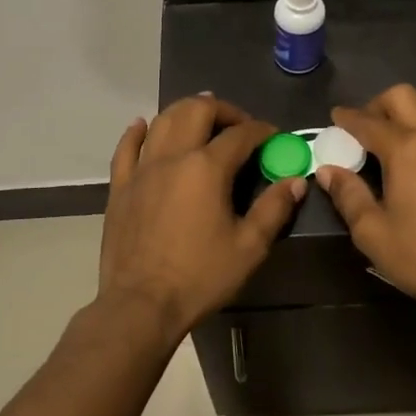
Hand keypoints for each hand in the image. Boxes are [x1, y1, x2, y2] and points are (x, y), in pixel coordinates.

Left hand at [99, 95, 304, 341]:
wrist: (141, 305)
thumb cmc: (200, 277)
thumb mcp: (249, 247)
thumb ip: (273, 209)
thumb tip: (295, 181)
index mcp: (207, 168)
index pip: (240, 134)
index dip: (261, 130)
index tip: (274, 136)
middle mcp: (173, 157)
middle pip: (197, 110)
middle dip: (223, 110)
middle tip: (238, 125)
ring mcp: (142, 169)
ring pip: (162, 120)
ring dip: (185, 111)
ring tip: (201, 119)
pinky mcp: (120, 187)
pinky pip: (126, 148)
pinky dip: (136, 132)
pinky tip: (142, 125)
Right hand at [315, 85, 415, 321]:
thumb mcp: (372, 233)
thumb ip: (348, 195)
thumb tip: (327, 170)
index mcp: (404, 150)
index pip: (367, 122)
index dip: (347, 118)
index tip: (336, 117)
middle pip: (403, 97)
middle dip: (378, 105)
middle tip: (368, 127)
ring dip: (415, 110)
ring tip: (405, 133)